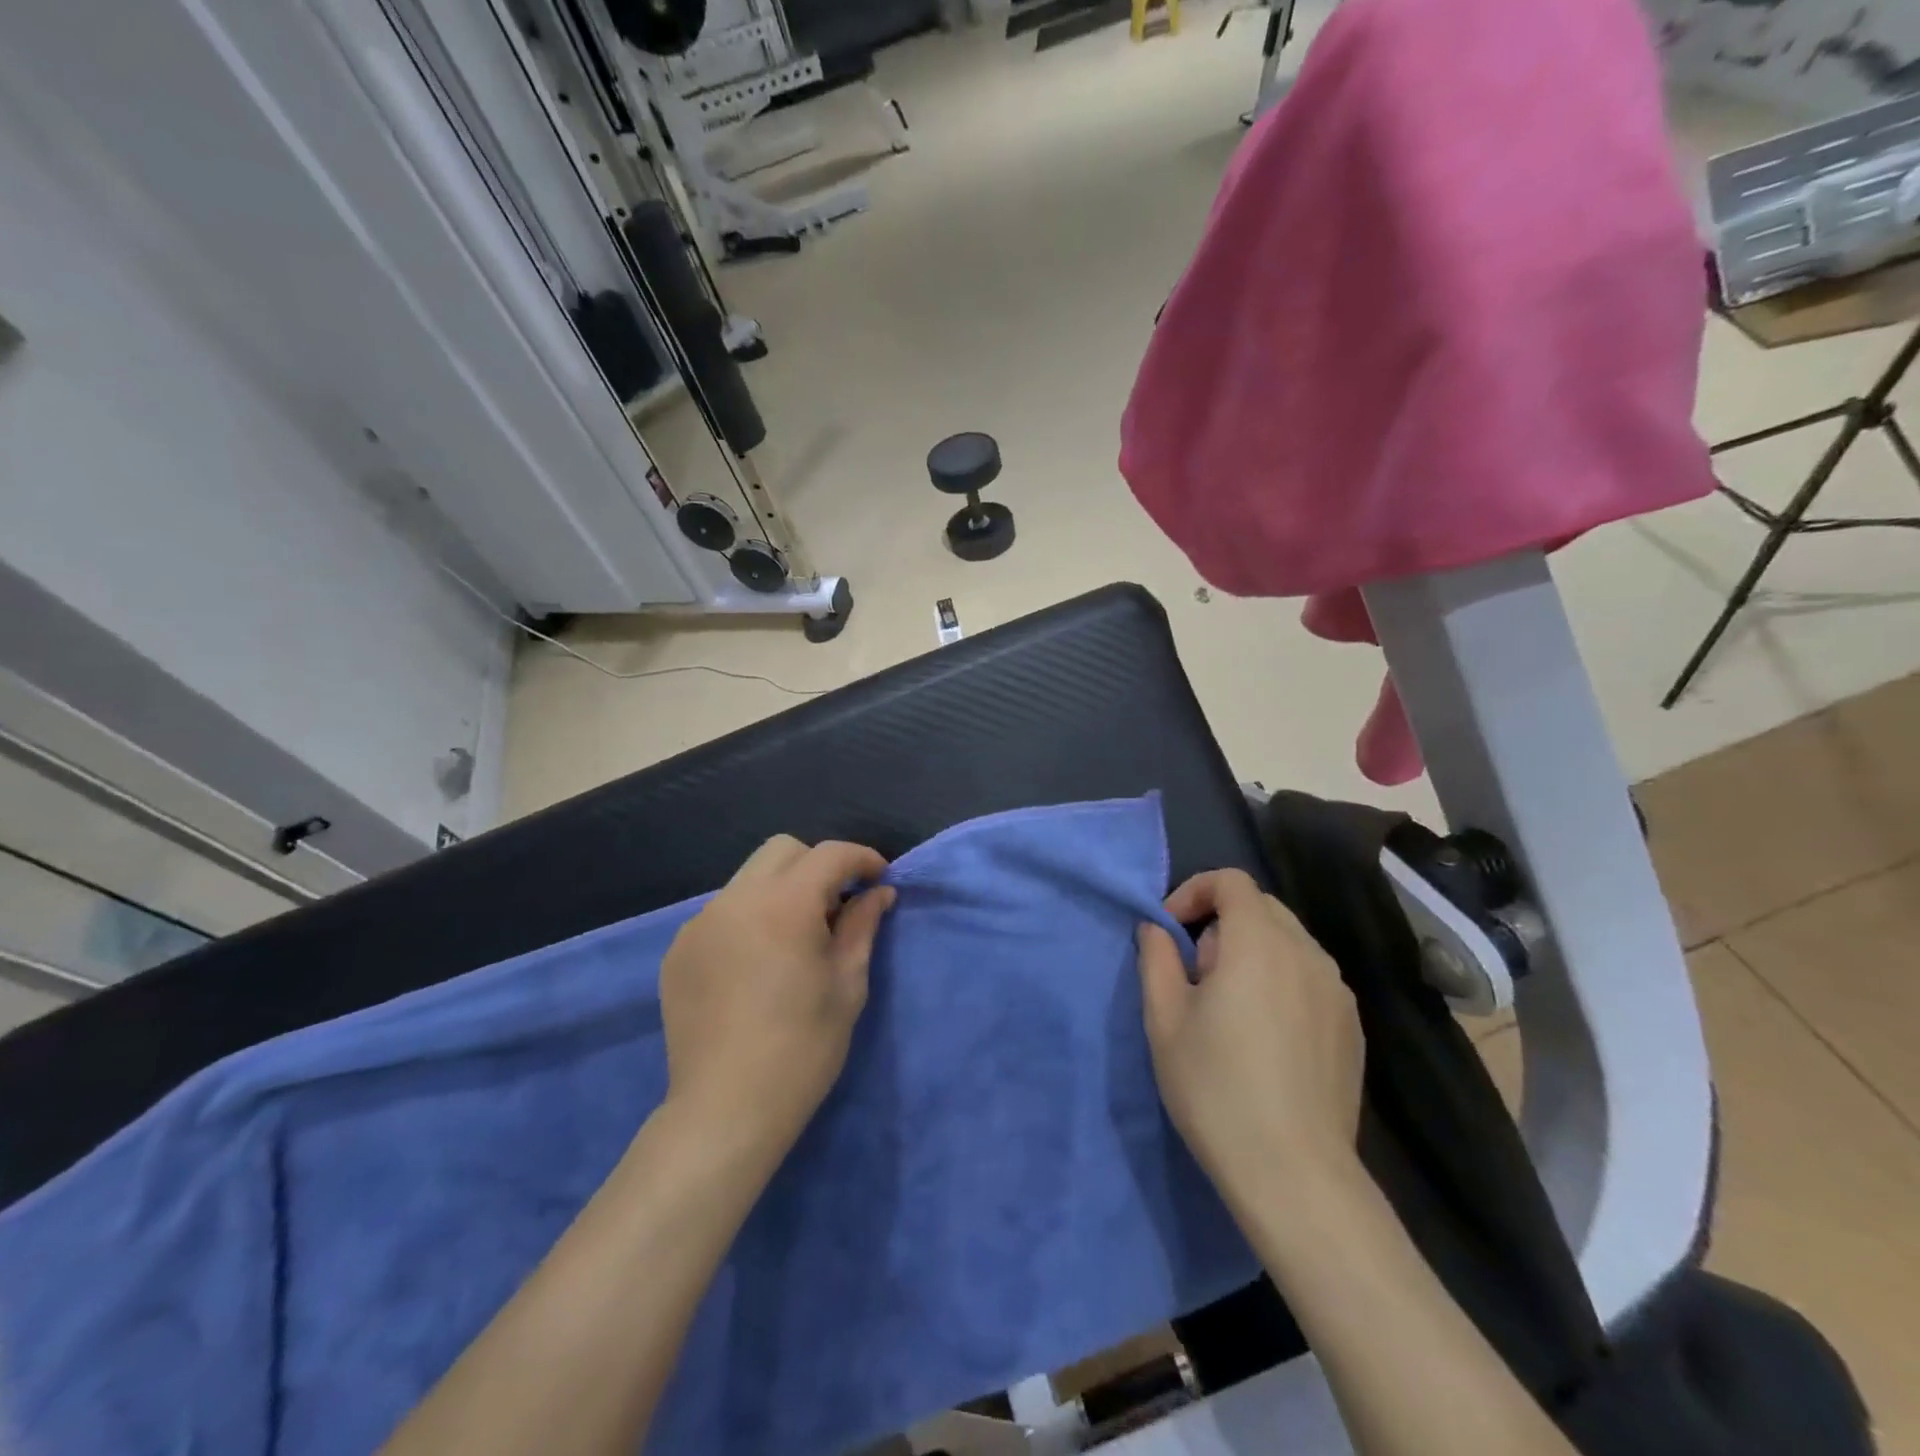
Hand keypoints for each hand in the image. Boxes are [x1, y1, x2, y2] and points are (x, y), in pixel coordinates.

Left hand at [659, 837, 894, 1165]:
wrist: (726, 1109)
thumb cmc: (803, 1047)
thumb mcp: (847, 983)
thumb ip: (862, 926)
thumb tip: (878, 893)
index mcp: (784, 904)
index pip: (829, 855)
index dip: (861, 858)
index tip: (879, 877)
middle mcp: (736, 900)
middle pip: (783, 851)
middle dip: (817, 865)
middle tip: (836, 907)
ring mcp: (700, 923)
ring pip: (749, 879)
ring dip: (781, 891)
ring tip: (795, 939)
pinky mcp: (678, 950)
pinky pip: (722, 913)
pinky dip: (749, 918)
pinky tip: (757, 964)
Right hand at [1137, 870, 1364, 1198]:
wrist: (1295, 1174)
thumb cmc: (1216, 1089)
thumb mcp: (1165, 1020)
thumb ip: (1156, 959)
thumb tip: (1157, 928)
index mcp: (1259, 943)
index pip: (1231, 881)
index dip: (1194, 891)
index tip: (1170, 931)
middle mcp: (1307, 953)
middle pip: (1260, 907)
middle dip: (1220, 923)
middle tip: (1194, 974)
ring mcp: (1336, 990)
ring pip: (1287, 941)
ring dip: (1250, 950)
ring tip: (1228, 1006)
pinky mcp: (1352, 1025)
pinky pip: (1309, 976)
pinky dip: (1280, 979)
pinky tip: (1265, 1034)